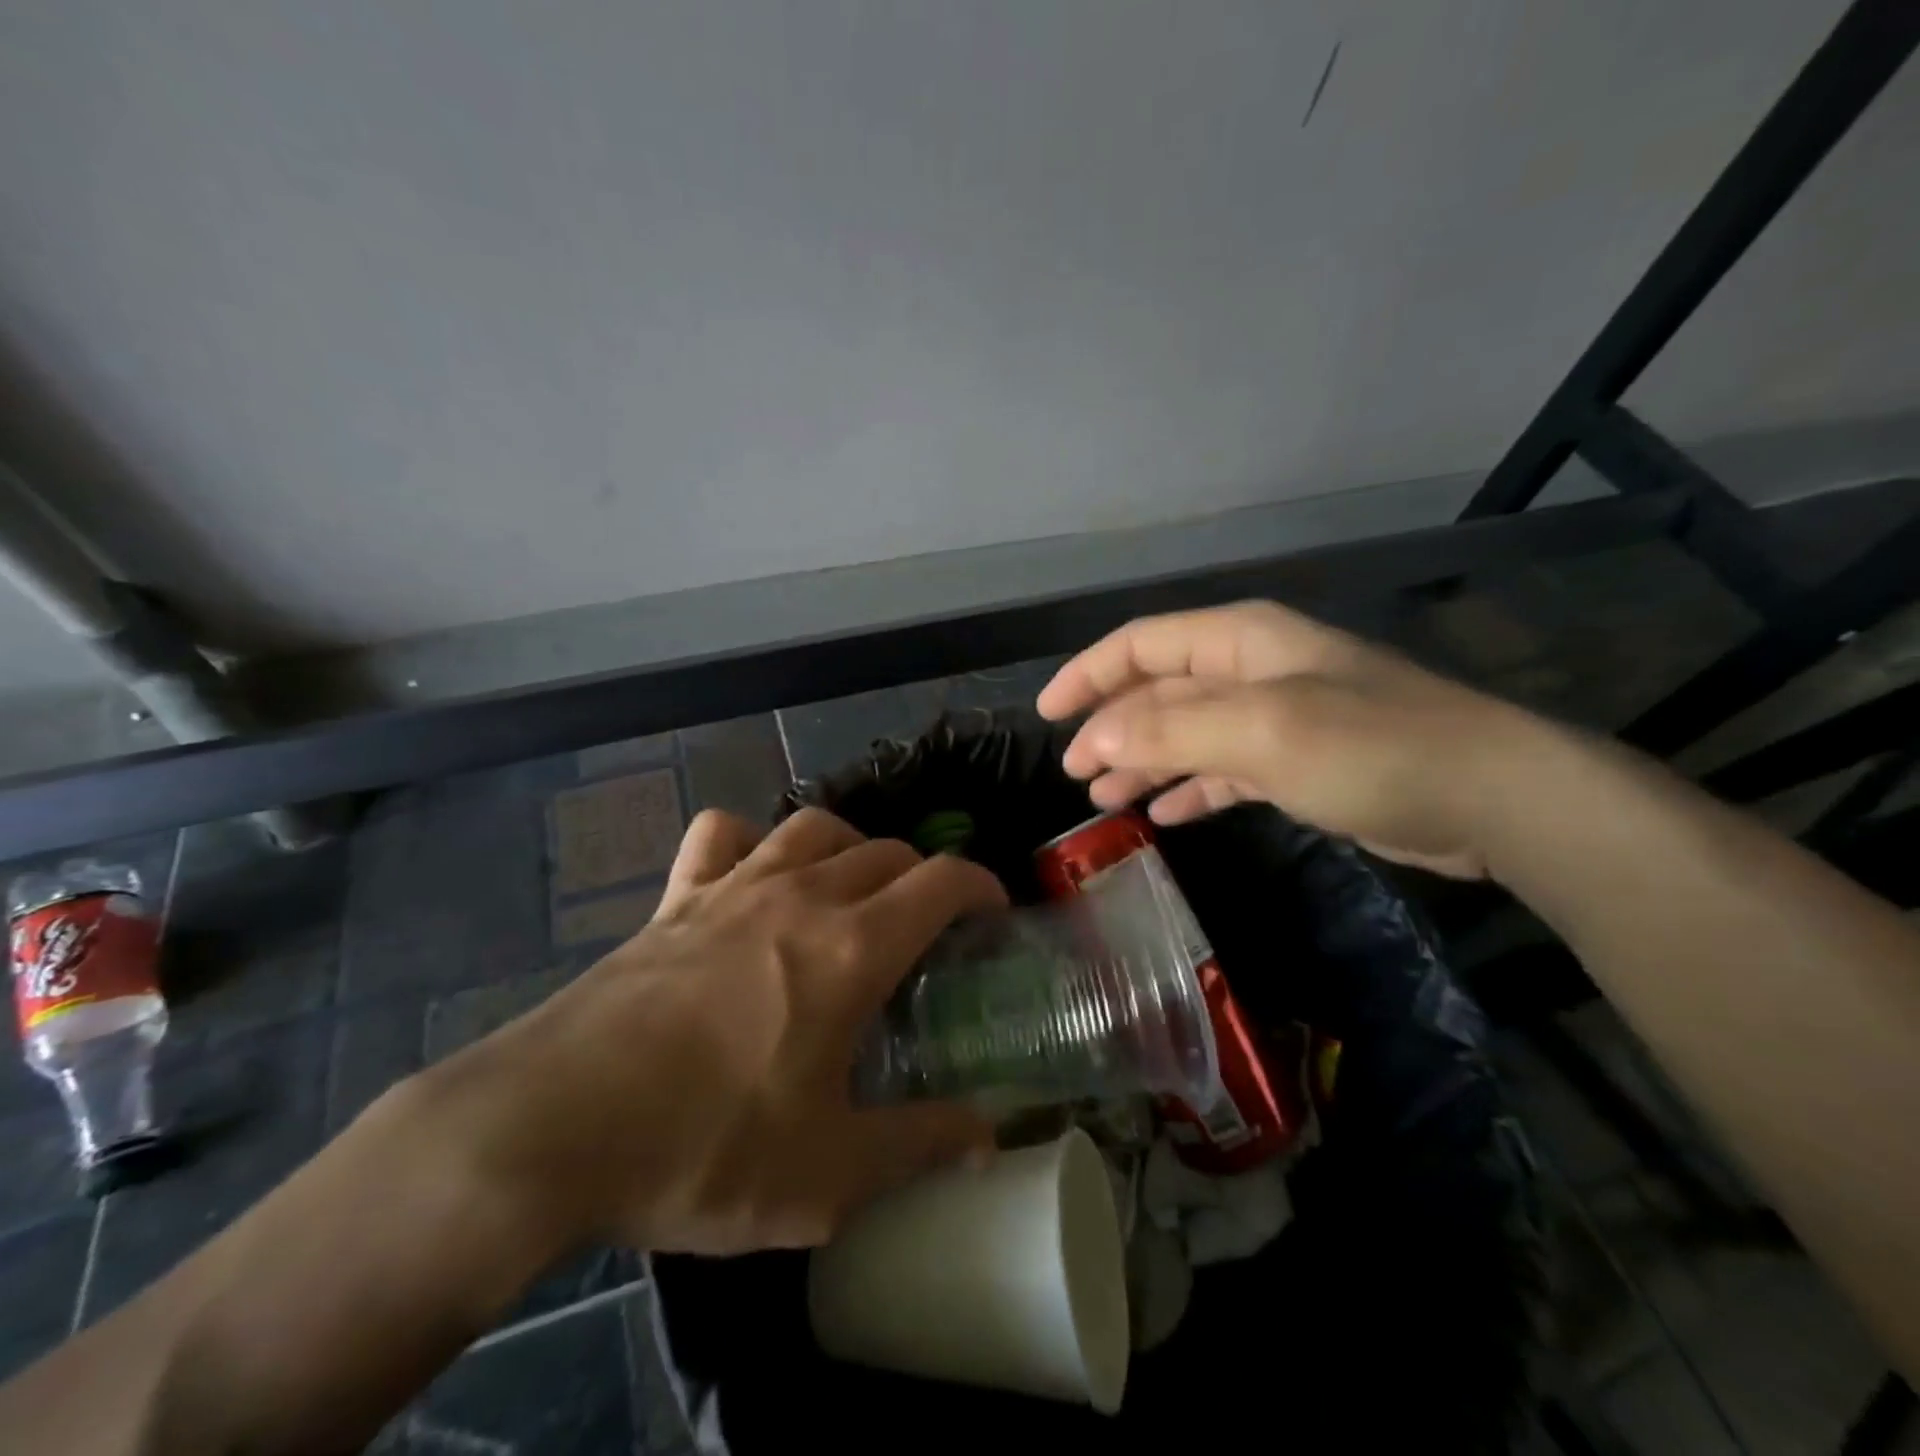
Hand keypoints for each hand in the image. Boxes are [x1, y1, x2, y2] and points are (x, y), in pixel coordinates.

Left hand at [423, 807, 1005, 1256]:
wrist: (548, 1128)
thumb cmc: (702, 1148)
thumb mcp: (828, 1175)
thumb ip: (918, 1146)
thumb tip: (985, 1136)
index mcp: (851, 949)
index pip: (940, 881)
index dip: (980, 885)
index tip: (993, 911)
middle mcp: (800, 897)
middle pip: (885, 849)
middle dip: (922, 875)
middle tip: (926, 926)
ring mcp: (733, 888)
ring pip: (813, 826)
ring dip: (850, 846)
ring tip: (853, 888)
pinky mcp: (676, 900)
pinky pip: (722, 836)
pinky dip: (750, 840)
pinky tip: (752, 873)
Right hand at [1036, 600, 1557, 878]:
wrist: (1491, 798)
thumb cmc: (1370, 748)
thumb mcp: (1260, 732)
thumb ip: (1170, 731)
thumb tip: (1095, 740)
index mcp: (1239, 642)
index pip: (1141, 644)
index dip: (1089, 674)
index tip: (1046, 714)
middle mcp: (1252, 671)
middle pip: (1159, 691)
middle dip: (1112, 727)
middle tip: (1074, 770)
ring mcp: (1276, 718)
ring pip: (1187, 734)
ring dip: (1143, 762)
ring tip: (1103, 797)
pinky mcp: (1298, 763)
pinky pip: (1222, 769)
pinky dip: (1189, 788)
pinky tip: (1163, 814)